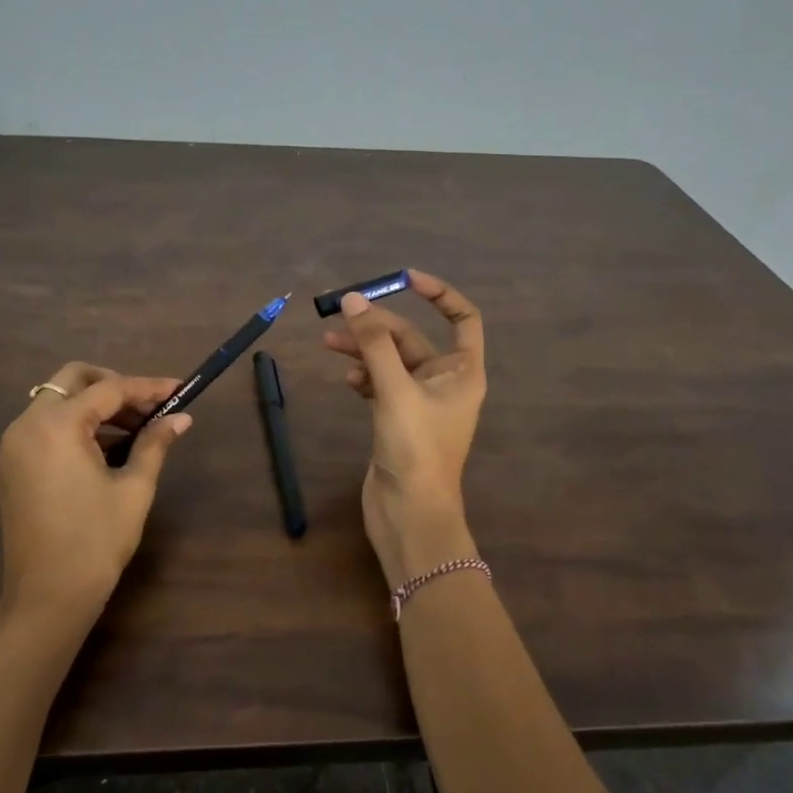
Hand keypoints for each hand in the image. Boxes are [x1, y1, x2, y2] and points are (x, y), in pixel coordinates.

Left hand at [0, 362, 192, 625]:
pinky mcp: (11, 464)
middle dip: (114, 385)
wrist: (47, 597)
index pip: (110, 390)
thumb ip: (155, 443)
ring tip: (135, 429)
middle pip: (73, 380)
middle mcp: (28, 424)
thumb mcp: (134, 488)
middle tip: (149, 406)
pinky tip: (106, 447)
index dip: (148, 388)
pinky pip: (45, 425)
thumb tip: (181, 418)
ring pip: (57, 401)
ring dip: (95, 405)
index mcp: (58, 425)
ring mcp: (14, 444)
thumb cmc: (96, 541)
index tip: (179, 388)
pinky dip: (75, 424)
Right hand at [323, 270, 486, 586]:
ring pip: (390, 361)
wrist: (409, 514)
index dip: (439, 293)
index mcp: (462, 371)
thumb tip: (353, 300)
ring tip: (329, 343)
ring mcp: (419, 402)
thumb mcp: (395, 390)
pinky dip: (363, 376)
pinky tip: (347, 379)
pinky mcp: (397, 419)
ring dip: (363, 350)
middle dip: (378, 326)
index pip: (462, 318)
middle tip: (341, 316)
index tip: (405, 279)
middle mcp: (445, 382)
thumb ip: (373, 344)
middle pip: (411, 338)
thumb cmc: (415, 449)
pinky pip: (380, 384)